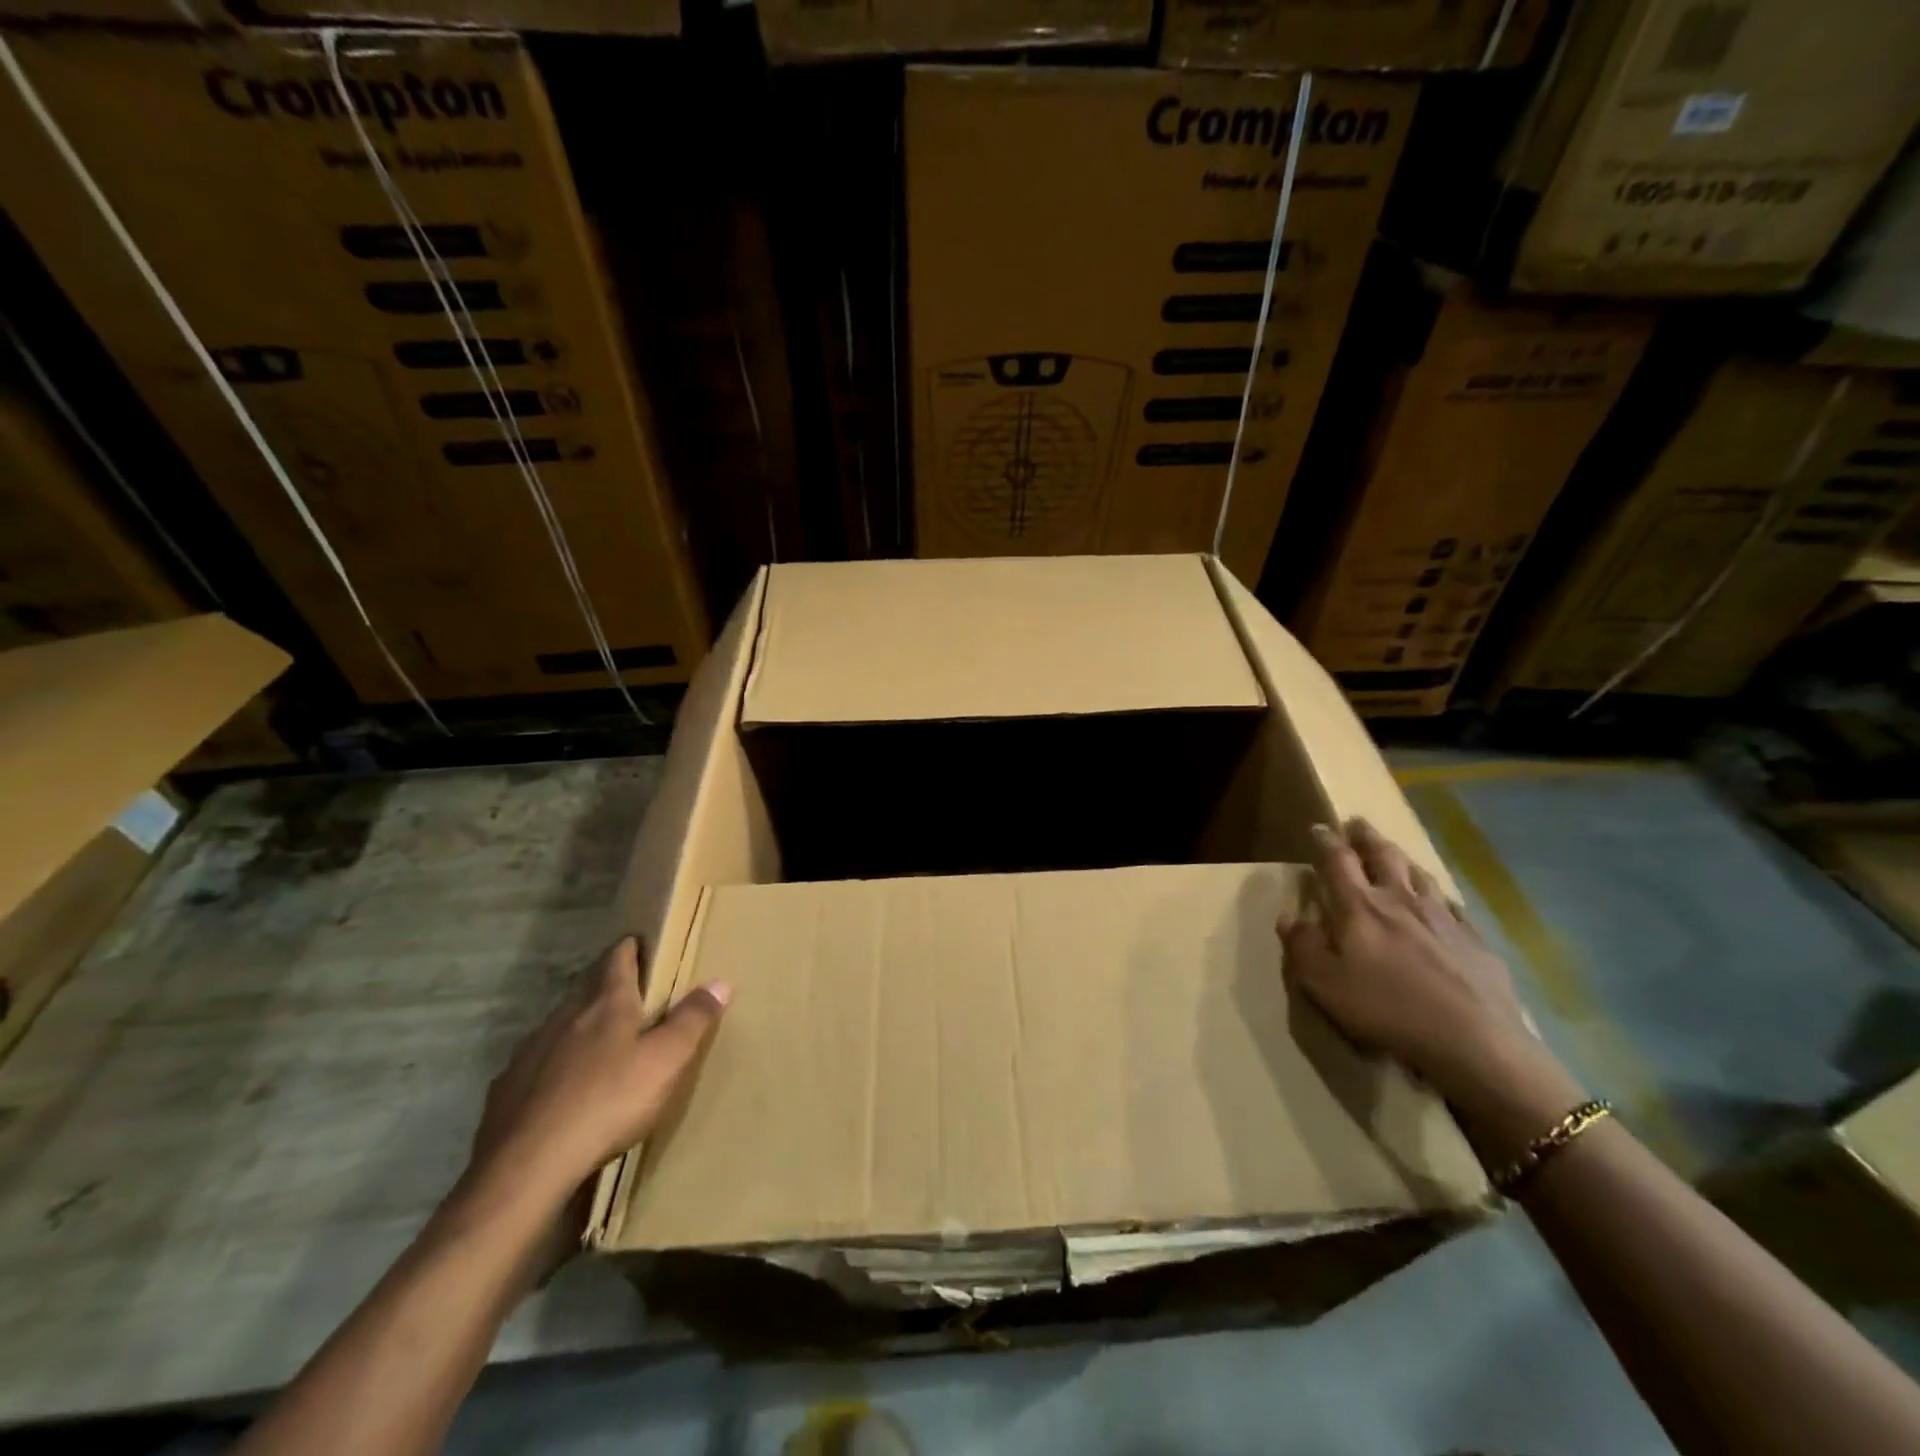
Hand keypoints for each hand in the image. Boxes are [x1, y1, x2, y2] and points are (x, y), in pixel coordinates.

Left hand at [466, 938, 729, 1214]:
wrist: (527, 1167)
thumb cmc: (608, 1102)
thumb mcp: (666, 1061)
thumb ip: (693, 1020)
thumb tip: (720, 982)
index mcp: (606, 1004)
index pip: (618, 960)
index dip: (630, 949)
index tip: (637, 942)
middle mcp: (565, 1017)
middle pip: (588, 992)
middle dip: (607, 991)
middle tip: (629, 999)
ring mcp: (530, 1052)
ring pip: (560, 1028)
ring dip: (579, 1029)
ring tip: (598, 1046)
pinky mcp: (506, 1089)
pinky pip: (536, 1066)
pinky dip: (552, 1068)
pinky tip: (560, 1091)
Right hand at [1280, 820, 1580, 1147]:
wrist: (1475, 1043)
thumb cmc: (1387, 1010)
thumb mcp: (1325, 984)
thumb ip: (1302, 947)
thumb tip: (1289, 917)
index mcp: (1360, 908)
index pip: (1338, 862)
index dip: (1326, 842)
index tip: (1318, 827)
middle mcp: (1401, 901)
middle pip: (1383, 857)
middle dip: (1367, 837)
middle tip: (1358, 823)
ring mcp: (1444, 919)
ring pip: (1420, 875)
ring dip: (1402, 859)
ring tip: (1395, 853)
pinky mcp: (1476, 942)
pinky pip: (1454, 907)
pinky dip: (1440, 897)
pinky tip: (1442, 903)